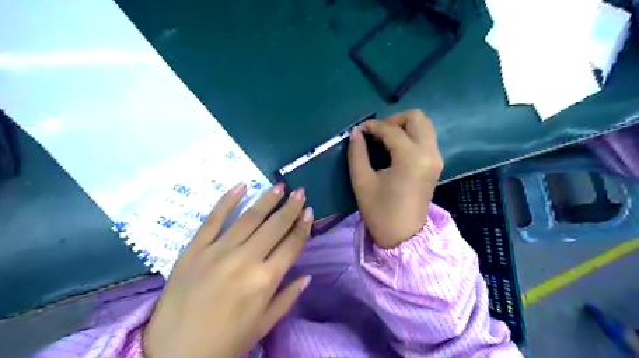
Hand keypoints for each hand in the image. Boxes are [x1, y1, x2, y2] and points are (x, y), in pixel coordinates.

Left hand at [144, 182, 312, 357]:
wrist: (173, 355)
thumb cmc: (225, 343)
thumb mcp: (263, 325)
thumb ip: (288, 298)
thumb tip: (308, 276)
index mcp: (265, 280)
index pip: (291, 244)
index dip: (303, 226)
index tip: (309, 211)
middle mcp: (246, 260)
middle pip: (274, 226)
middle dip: (290, 207)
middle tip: (299, 191)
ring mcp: (218, 251)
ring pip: (249, 218)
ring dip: (267, 199)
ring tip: (279, 186)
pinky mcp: (194, 249)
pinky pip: (213, 219)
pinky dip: (227, 201)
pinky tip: (241, 186)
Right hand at [348, 111, 442, 246]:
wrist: (404, 237)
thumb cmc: (380, 212)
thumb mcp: (362, 182)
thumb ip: (357, 153)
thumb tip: (356, 133)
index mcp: (411, 158)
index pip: (391, 130)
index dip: (372, 126)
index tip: (359, 130)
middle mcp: (429, 153)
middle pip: (417, 118)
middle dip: (394, 120)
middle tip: (376, 133)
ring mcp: (436, 159)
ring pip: (424, 126)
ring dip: (403, 126)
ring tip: (384, 139)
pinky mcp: (435, 165)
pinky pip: (426, 139)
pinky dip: (411, 136)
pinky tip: (394, 148)